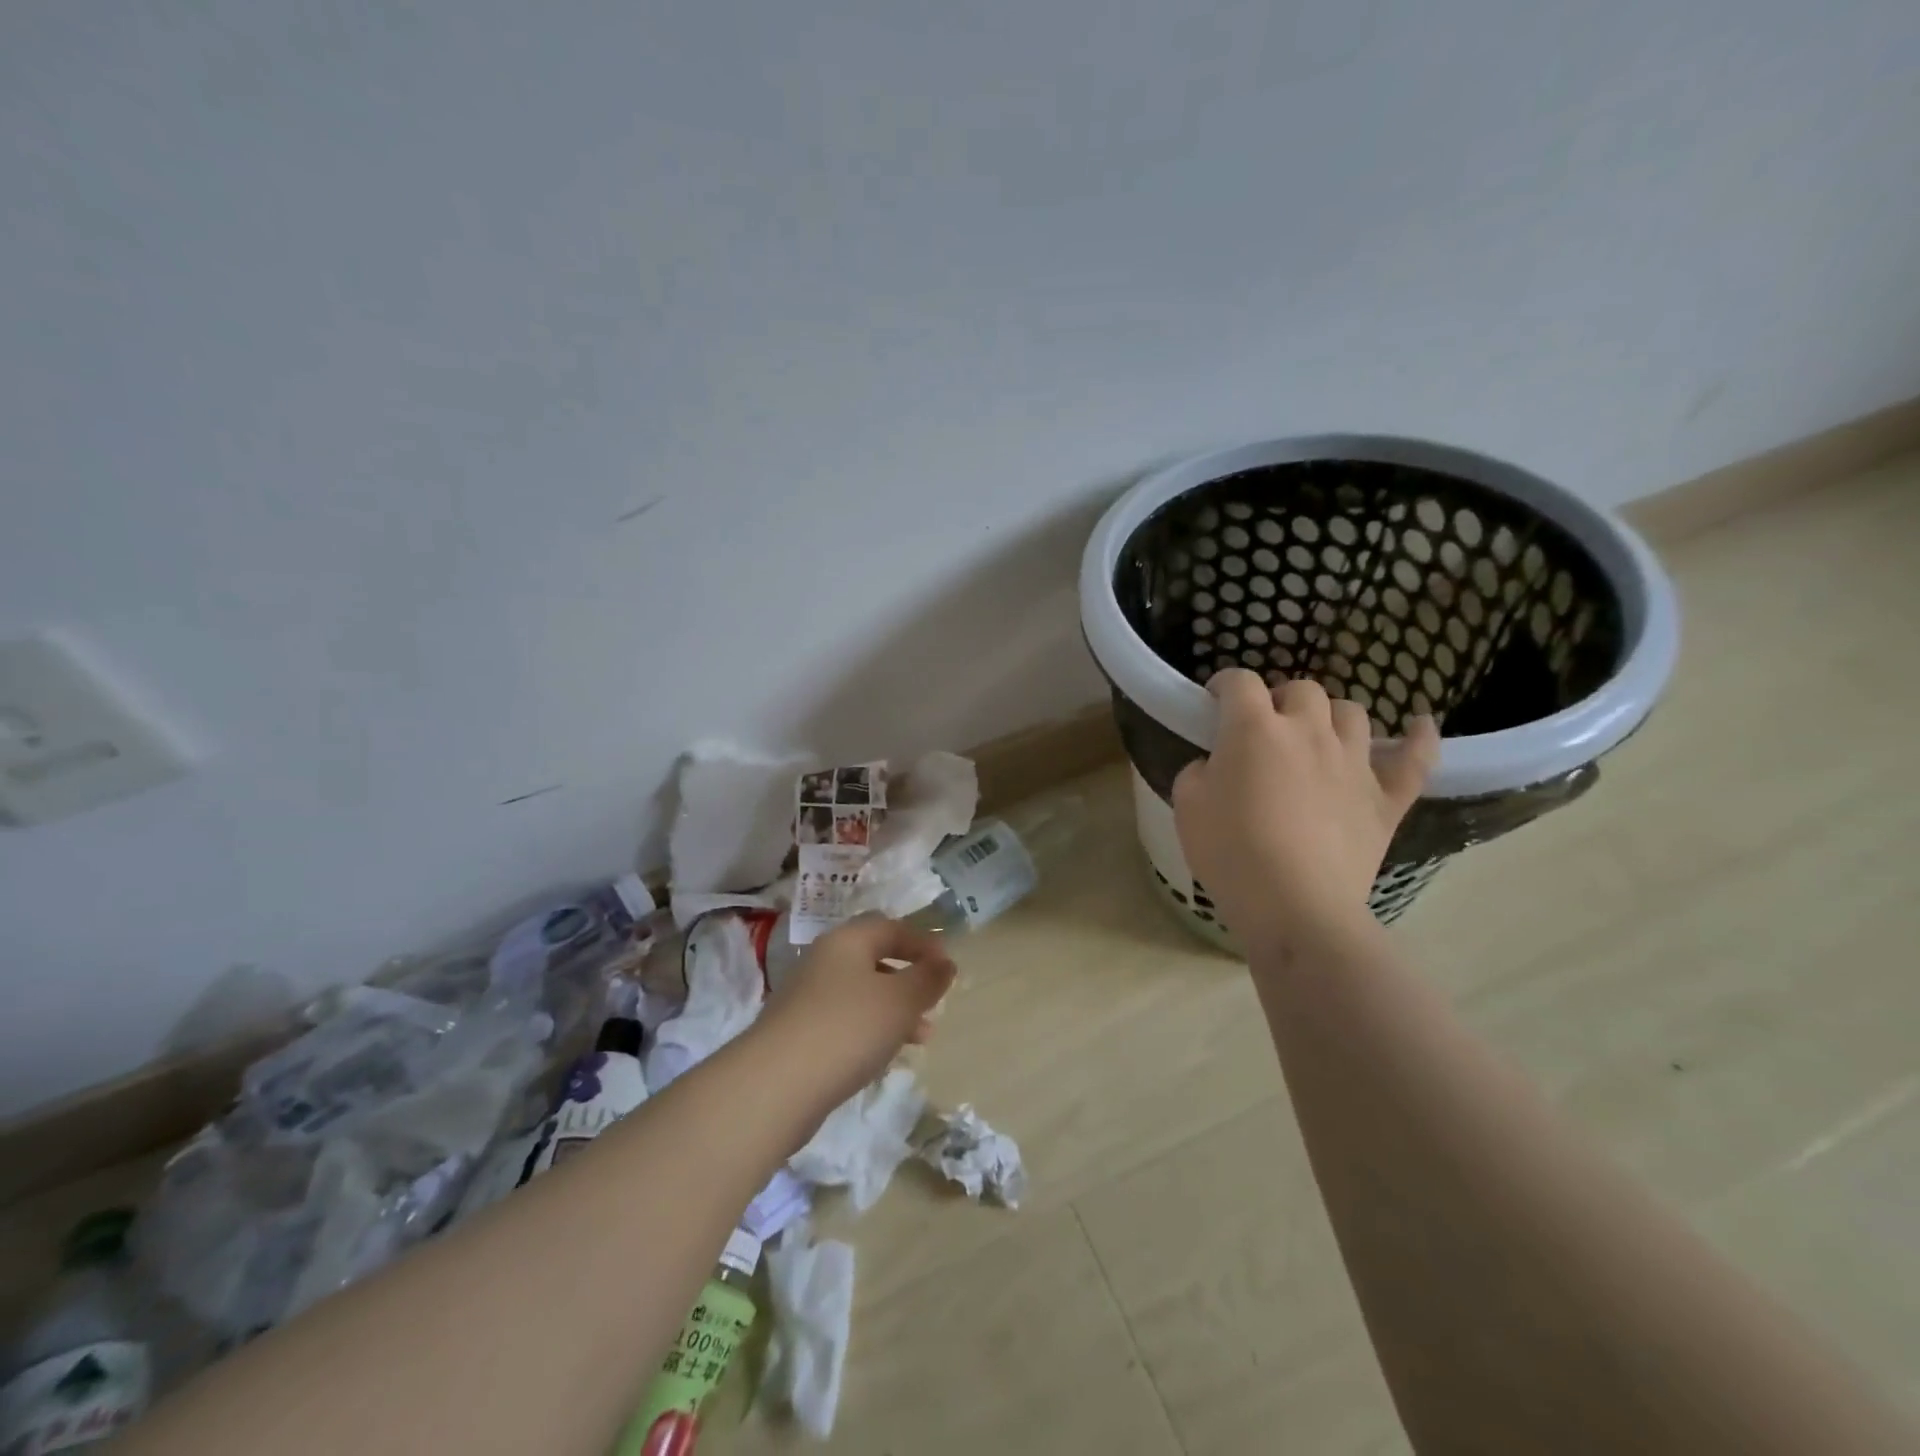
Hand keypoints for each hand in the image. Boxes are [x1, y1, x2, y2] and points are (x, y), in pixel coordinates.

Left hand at [757, 915, 956, 1104]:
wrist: (775, 1085)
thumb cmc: (847, 1028)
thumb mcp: (900, 1001)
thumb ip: (927, 979)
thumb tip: (945, 963)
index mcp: (846, 940)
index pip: (890, 927)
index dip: (922, 942)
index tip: (948, 965)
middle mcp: (823, 960)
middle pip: (873, 957)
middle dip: (908, 977)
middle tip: (934, 999)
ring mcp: (806, 997)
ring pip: (861, 992)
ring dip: (894, 1008)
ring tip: (922, 1037)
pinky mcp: (798, 1033)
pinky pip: (844, 1020)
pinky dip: (870, 1030)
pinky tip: (884, 1055)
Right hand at [1172, 669, 1438, 953]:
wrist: (1295, 906)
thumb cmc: (1230, 853)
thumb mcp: (1187, 806)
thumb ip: (1199, 771)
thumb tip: (1217, 765)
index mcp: (1254, 729)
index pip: (1240, 683)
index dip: (1224, 685)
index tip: (1213, 702)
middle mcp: (1308, 731)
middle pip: (1301, 690)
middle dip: (1279, 699)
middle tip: (1263, 728)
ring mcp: (1354, 762)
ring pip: (1351, 713)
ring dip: (1330, 717)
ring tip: (1316, 737)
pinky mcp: (1386, 798)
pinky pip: (1413, 758)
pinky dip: (1418, 739)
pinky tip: (1419, 725)